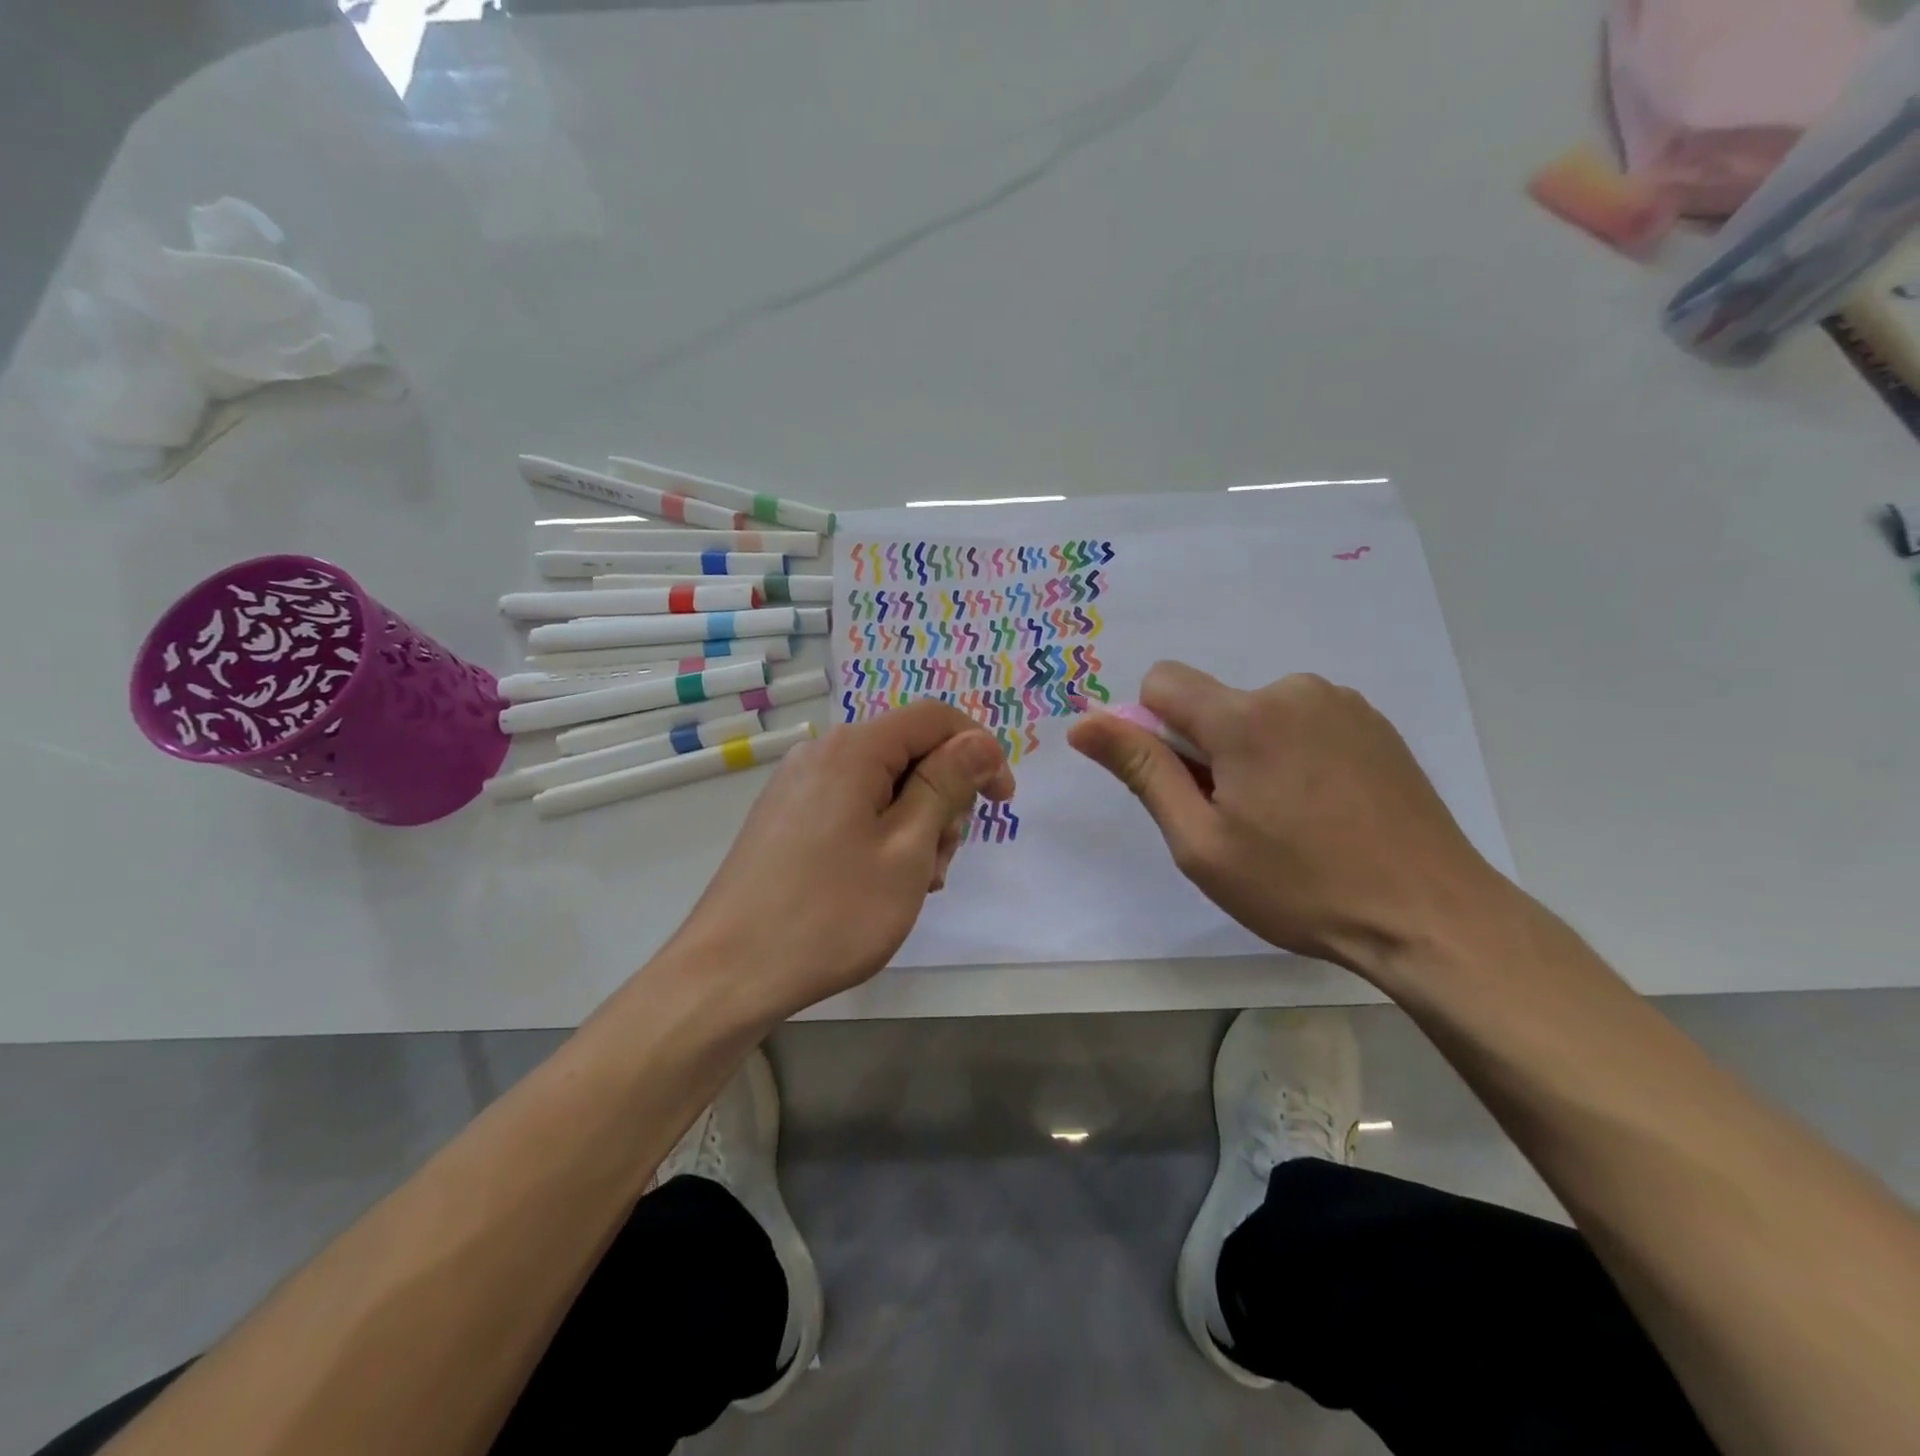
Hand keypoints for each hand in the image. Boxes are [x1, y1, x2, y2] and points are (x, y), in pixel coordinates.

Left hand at [666, 702, 1014, 1021]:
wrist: (729, 973)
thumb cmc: (831, 913)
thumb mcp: (906, 848)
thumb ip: (946, 785)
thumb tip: (978, 740)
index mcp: (853, 749)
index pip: (935, 718)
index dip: (979, 749)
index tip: (1002, 800)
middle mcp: (821, 753)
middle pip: (908, 752)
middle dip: (943, 799)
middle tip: (943, 862)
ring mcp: (797, 786)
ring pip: (882, 785)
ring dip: (915, 825)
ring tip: (914, 884)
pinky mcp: (785, 818)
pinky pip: (851, 807)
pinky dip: (881, 835)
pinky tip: (880, 884)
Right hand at [1067, 664, 1506, 974]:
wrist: (1432, 917)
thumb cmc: (1300, 887)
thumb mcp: (1201, 842)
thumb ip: (1142, 771)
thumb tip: (1084, 724)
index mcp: (1245, 716)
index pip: (1161, 682)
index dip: (1152, 730)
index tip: (1179, 785)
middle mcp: (1293, 690)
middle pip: (1212, 704)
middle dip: (1206, 751)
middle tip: (1237, 820)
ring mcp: (1342, 704)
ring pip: (1258, 714)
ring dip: (1250, 754)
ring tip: (1286, 821)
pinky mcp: (1374, 724)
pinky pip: (1303, 722)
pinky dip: (1292, 755)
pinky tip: (1323, 809)